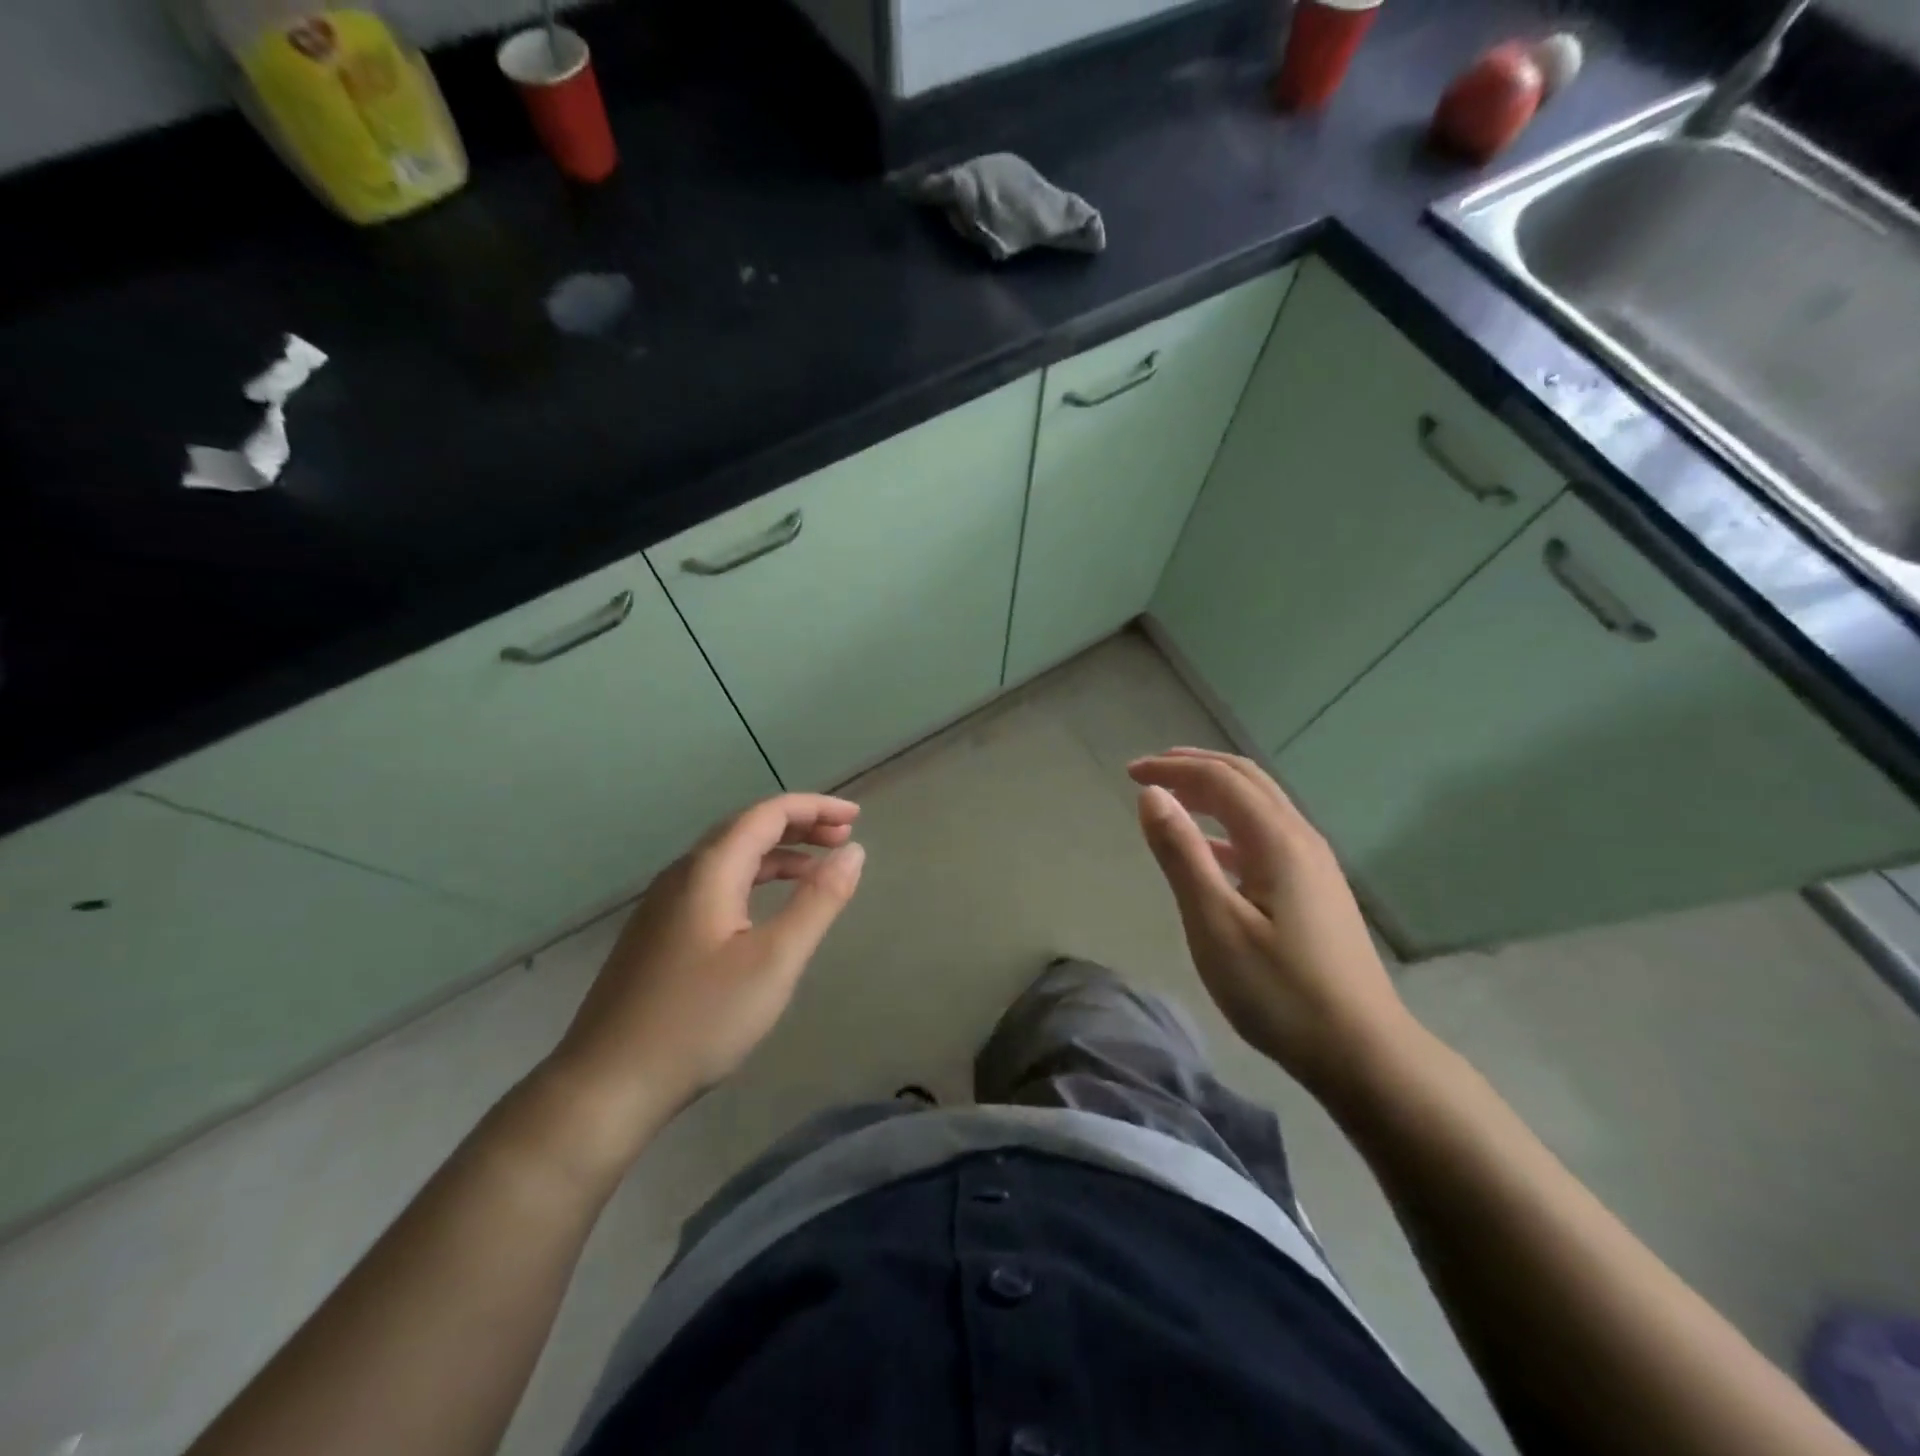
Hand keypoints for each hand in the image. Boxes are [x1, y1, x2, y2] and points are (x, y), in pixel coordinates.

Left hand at [541, 794, 865, 1169]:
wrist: (606, 1084)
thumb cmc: (700, 1019)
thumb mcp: (775, 960)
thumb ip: (818, 901)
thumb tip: (854, 852)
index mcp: (709, 870)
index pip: (767, 814)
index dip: (815, 808)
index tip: (856, 818)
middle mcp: (682, 875)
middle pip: (747, 829)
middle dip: (799, 826)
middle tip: (844, 839)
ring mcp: (664, 905)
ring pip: (729, 858)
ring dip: (778, 854)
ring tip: (818, 870)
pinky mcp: (658, 933)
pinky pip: (715, 885)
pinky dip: (753, 880)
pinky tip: (767, 909)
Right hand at [1128, 748, 1415, 1100]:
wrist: (1363, 1052)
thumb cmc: (1279, 990)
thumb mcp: (1215, 923)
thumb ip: (1182, 854)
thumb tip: (1152, 794)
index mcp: (1278, 840)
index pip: (1220, 779)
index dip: (1173, 768)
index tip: (1129, 773)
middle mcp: (1300, 839)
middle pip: (1246, 780)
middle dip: (1195, 767)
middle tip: (1149, 771)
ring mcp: (1313, 864)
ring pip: (1260, 805)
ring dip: (1214, 791)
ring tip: (1173, 798)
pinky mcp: (1315, 889)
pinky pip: (1266, 835)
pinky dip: (1229, 825)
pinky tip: (1210, 850)